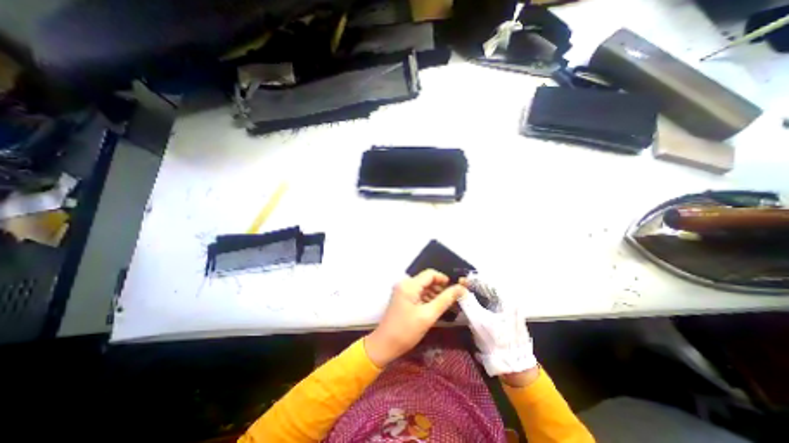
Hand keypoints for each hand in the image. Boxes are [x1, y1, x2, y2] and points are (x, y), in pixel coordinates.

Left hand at [365, 270, 463, 366]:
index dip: (444, 279)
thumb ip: (445, 300)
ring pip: (423, 287)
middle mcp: (405, 284)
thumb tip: (461, 288)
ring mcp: (402, 291)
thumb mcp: (428, 316)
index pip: (430, 274)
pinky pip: (418, 294)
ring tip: (447, 305)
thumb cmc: (406, 331)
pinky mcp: (402, 298)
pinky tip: (436, 308)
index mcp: (409, 285)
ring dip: (435, 294)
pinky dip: (427, 299)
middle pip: (427, 280)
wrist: (384, 345)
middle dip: (441, 288)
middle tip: (454, 299)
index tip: (456, 289)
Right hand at [454, 274, 539, 376]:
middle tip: (457, 288)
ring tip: (460, 295)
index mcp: (505, 298)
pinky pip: (488, 304)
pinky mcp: (503, 316)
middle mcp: (508, 300)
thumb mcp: (479, 321)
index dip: (471, 280)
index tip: (458, 281)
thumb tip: (458, 289)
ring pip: (486, 296)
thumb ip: (468, 303)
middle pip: (486, 288)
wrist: (514, 365)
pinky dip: (478, 302)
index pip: (486, 281)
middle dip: (471, 287)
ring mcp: (506, 308)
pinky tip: (469, 305)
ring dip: (473, 294)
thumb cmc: (497, 341)